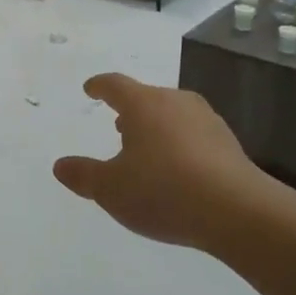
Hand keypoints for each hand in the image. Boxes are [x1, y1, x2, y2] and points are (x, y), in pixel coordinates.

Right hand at [54, 73, 287, 252]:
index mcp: (143, 104)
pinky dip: (179, 144)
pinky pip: (193, 134)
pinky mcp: (227, 142)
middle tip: (118, 125)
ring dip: (156, 127)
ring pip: (172, 114)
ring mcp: (205, 119)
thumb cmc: (163, 191)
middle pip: (147, 98)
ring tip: (147, 148)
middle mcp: (175, 101)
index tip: (91, 88)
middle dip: (130, 110)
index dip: (100, 86)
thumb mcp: (112, 189)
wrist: (235, 209)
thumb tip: (60, 165)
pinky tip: (178, 168)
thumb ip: (84, 175)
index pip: (115, 85)